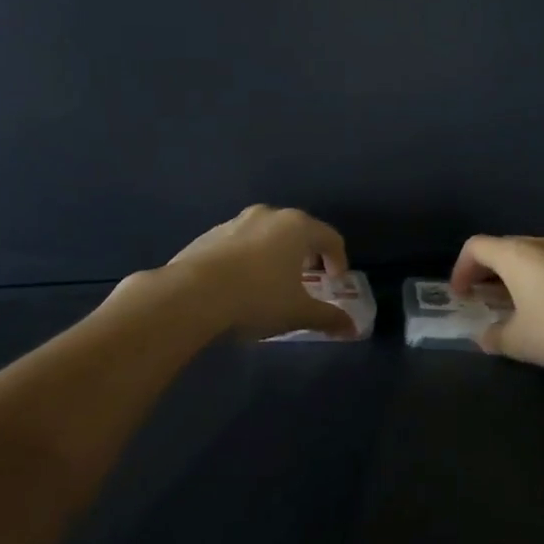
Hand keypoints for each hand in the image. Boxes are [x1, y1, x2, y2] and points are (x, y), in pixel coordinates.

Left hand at [162, 205, 356, 339]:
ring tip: (271, 282)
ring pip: (266, 235)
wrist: (191, 295)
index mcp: (297, 227)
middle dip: (306, 254)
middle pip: (298, 230)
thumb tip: (352, 328)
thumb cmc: (257, 298)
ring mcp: (235, 222)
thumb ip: (328, 318)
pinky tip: (239, 284)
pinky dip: (248, 258)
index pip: (330, 237)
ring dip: (275, 254)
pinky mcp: (208, 235)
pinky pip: (239, 243)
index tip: (336, 282)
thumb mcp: (298, 313)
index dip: (339, 259)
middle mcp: (269, 215)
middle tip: (307, 279)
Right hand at [448, 235, 543, 368]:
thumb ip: (495, 337)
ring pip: (534, 256)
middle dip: (488, 271)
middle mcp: (541, 245)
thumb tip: (484, 337)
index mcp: (515, 255)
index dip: (461, 269)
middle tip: (484, 297)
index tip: (460, 295)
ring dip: (518, 276)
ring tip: (518, 304)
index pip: (475, 247)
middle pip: (505, 247)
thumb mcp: (519, 341)